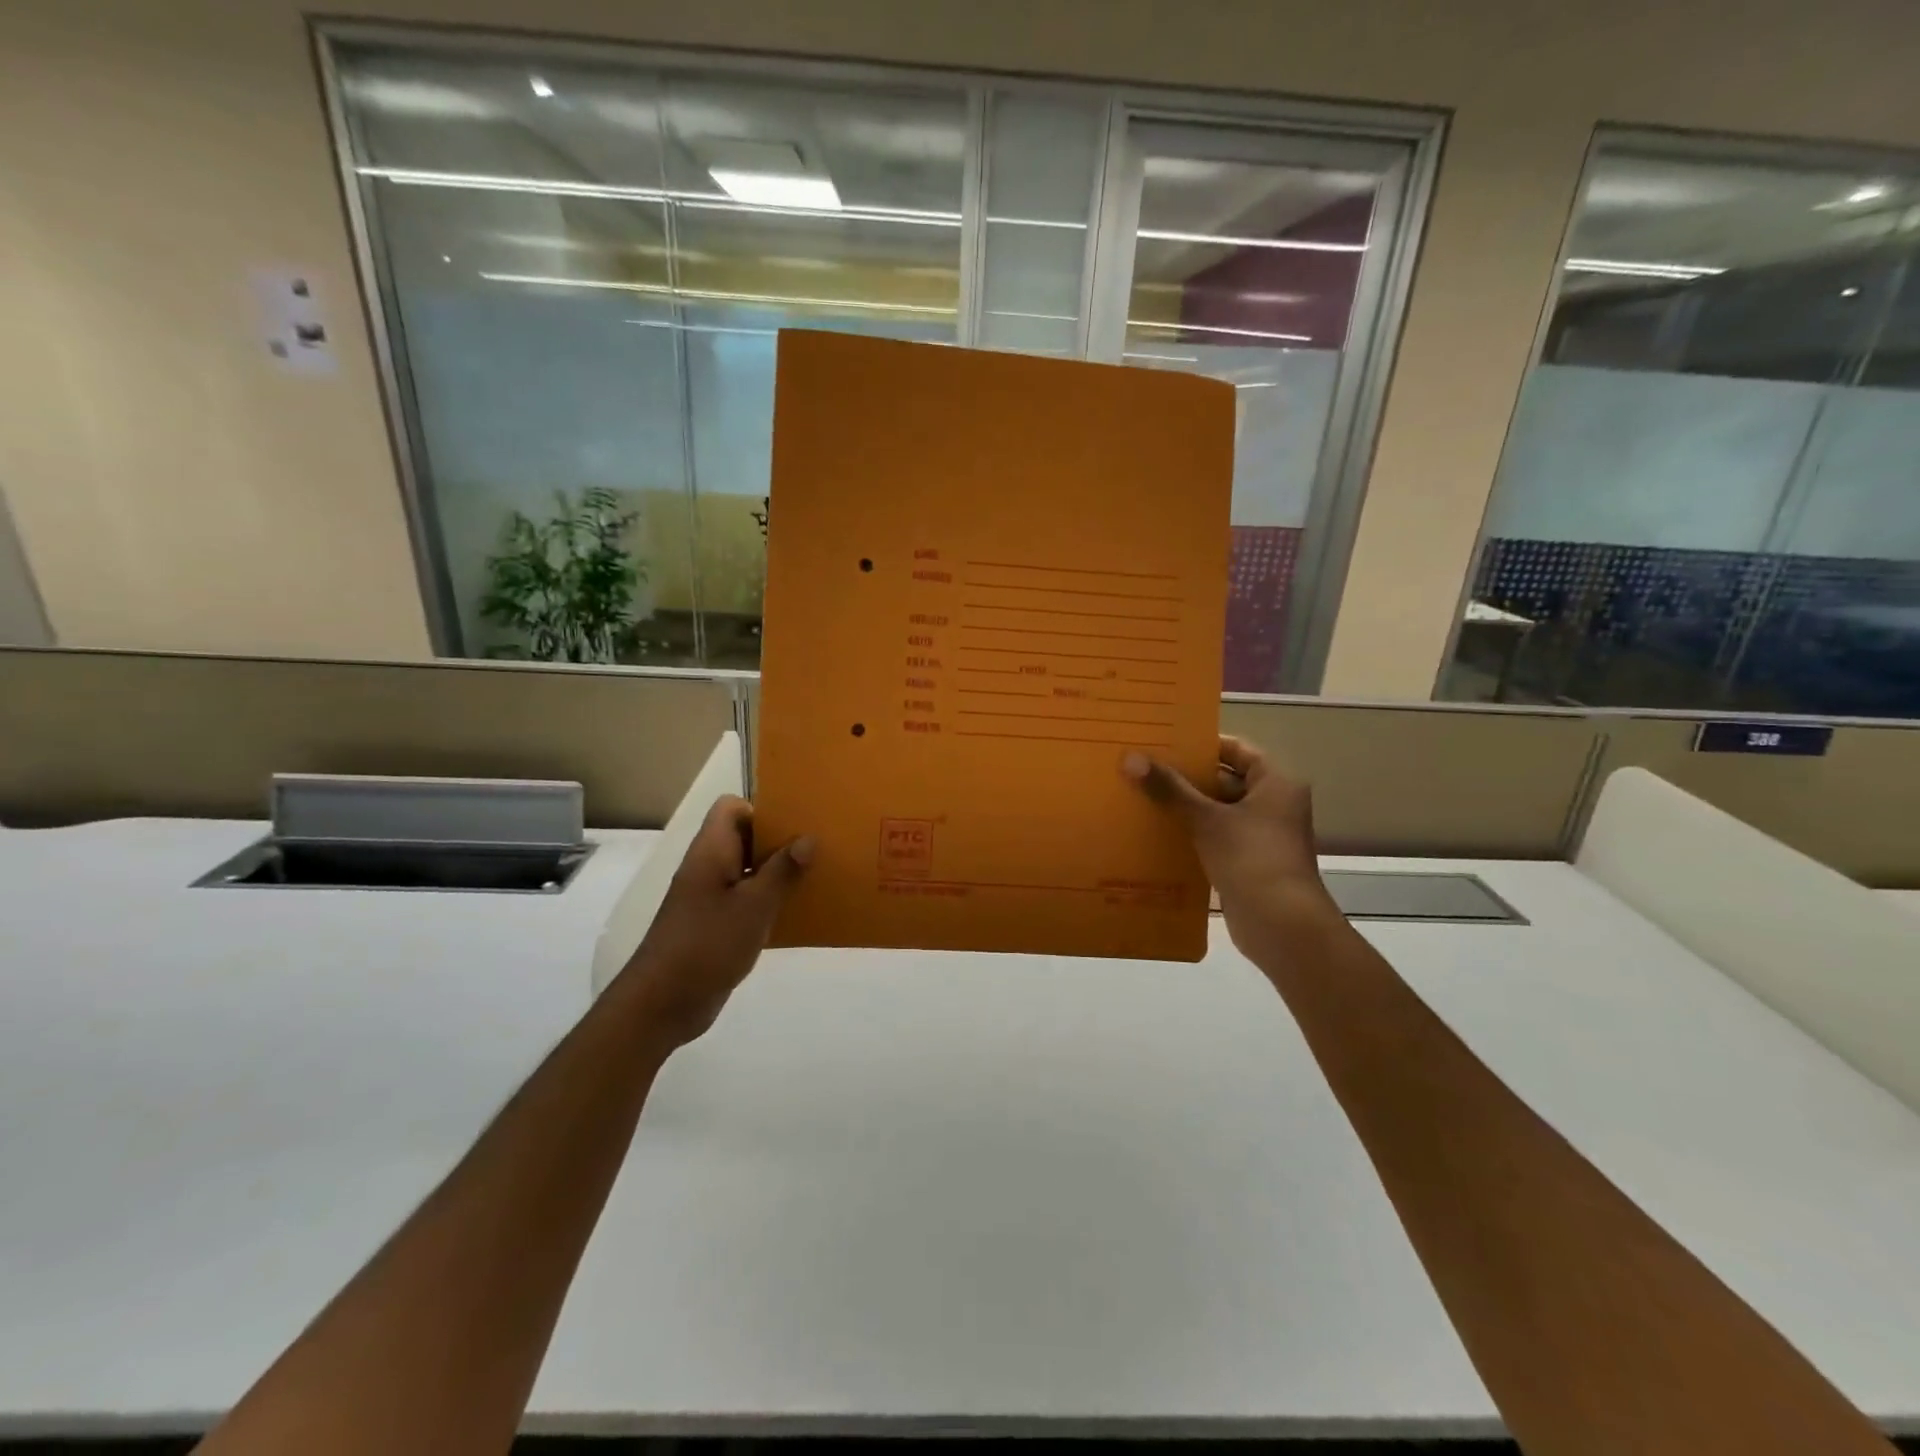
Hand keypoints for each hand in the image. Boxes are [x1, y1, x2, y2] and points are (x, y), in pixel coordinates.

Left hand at [615, 796, 813, 1048]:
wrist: (663, 1003)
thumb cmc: (707, 944)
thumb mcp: (754, 905)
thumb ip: (782, 871)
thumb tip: (808, 838)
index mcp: (711, 851)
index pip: (730, 808)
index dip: (761, 809)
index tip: (795, 824)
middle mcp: (707, 868)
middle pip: (743, 838)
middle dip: (778, 841)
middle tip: (817, 849)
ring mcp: (708, 898)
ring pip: (747, 871)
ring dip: (777, 874)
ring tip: (815, 878)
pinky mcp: (714, 925)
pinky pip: (745, 901)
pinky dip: (768, 902)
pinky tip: (796, 914)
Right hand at [1122, 736, 1335, 951]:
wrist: (1282, 927)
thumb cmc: (1251, 859)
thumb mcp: (1206, 819)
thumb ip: (1169, 788)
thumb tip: (1131, 758)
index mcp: (1276, 783)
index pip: (1237, 749)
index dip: (1203, 745)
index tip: (1165, 743)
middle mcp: (1273, 805)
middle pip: (1225, 780)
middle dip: (1186, 778)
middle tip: (1144, 768)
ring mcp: (1261, 836)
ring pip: (1218, 812)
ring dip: (1186, 808)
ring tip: (1141, 797)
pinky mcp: (1248, 863)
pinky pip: (1216, 838)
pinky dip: (1191, 834)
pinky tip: (1156, 834)